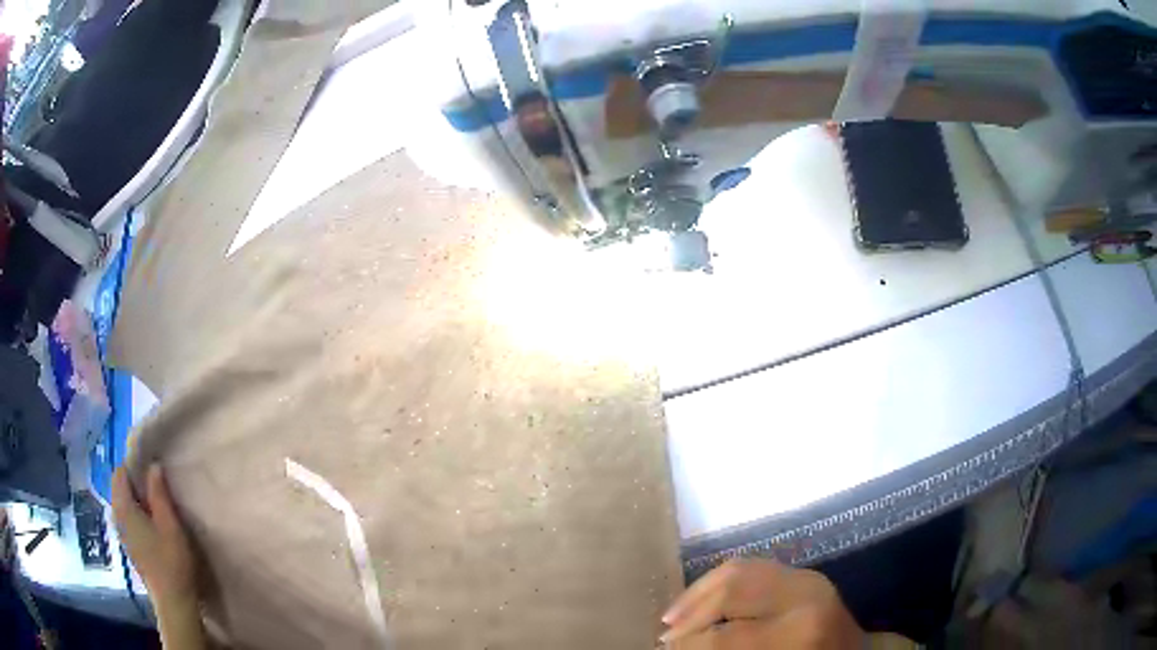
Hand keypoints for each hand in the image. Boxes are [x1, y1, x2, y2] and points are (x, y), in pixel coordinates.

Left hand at [112, 464, 198, 609]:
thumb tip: (153, 466)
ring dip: (136, 499)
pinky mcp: (128, 545)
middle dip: (134, 482)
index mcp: (123, 507)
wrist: (172, 601)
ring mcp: (121, 533)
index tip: (151, 470)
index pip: (120, 473)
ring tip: (156, 505)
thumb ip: (159, 493)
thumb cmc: (171, 561)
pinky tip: (152, 525)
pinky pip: (126, 518)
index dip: (133, 466)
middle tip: (156, 486)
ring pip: (123, 503)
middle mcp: (116, 516)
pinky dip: (136, 513)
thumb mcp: (169, 524)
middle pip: (119, 487)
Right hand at [660, 559, 864, 648]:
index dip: (689, 645)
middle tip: (665, 635)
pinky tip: (702, 598)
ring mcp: (806, 577)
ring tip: (673, 616)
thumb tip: (680, 648)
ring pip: (738, 569)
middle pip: (730, 590)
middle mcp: (804, 595)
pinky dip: (720, 581)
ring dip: (698, 592)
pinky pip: (752, 566)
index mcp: (799, 631)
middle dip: (689, 614)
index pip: (726, 637)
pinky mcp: (803, 572)